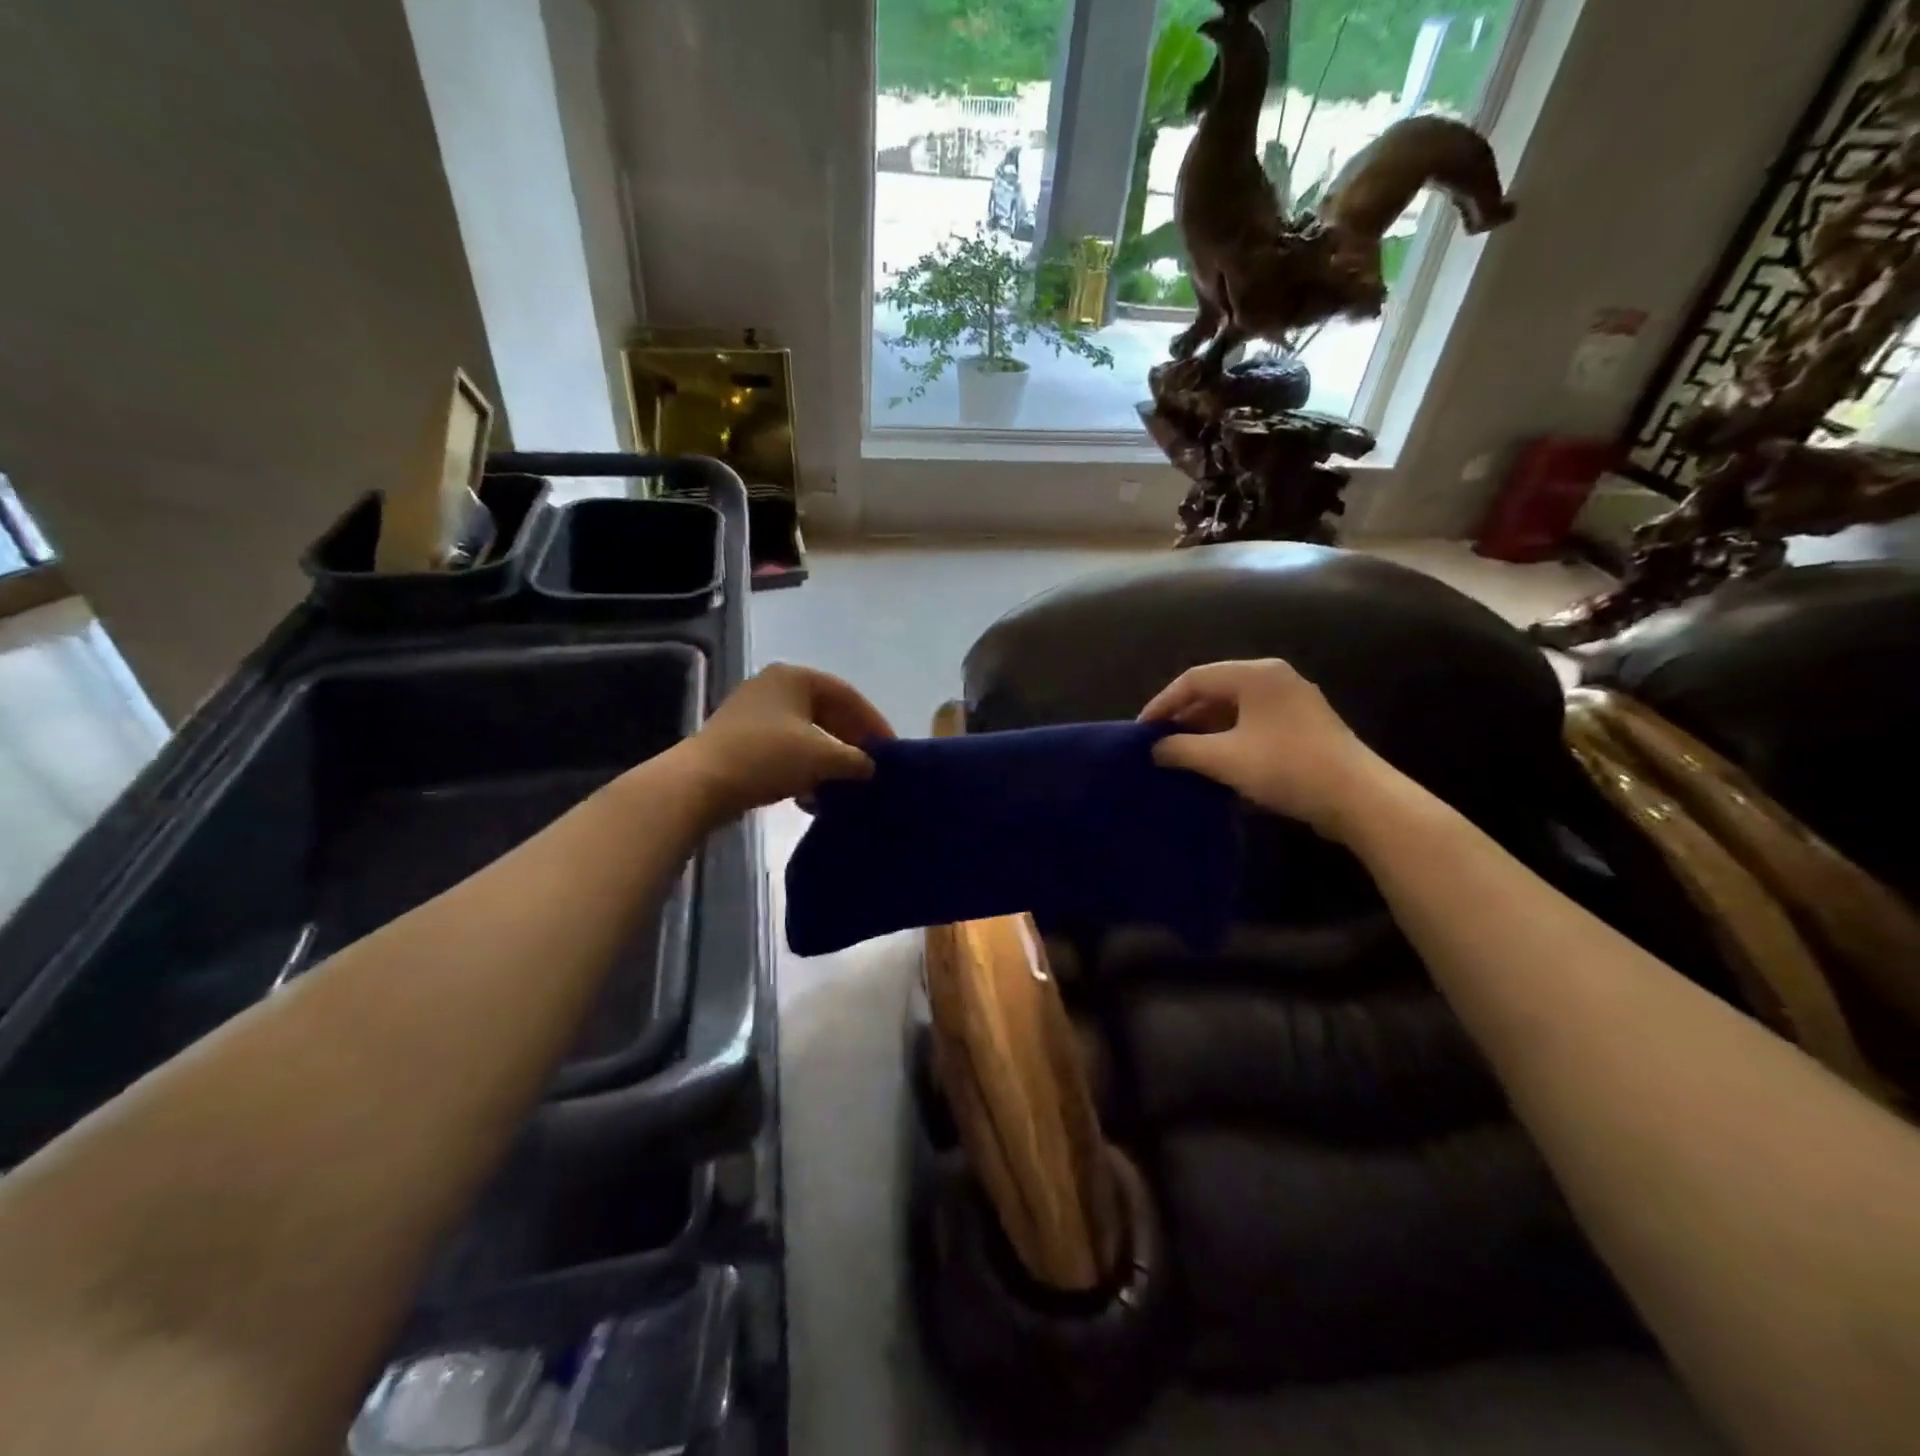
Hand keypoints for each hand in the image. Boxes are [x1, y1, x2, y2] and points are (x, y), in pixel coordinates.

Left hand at [678, 663, 893, 819]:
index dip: (873, 722)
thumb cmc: (767, 757)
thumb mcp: (822, 757)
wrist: (700, 784)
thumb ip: (856, 759)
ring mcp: (753, 713)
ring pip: (806, 734)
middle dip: (850, 743)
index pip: (847, 695)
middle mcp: (774, 687)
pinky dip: (804, 770)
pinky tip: (812, 798)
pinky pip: (785, 750)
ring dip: (828, 761)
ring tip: (845, 786)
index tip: (891, 749)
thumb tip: (871, 767)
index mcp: (795, 677)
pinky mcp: (740, 740)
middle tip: (870, 767)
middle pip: (826, 713)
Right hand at [1140, 659, 1385, 840]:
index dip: (1163, 703)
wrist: (1358, 798)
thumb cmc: (1285, 767)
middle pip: (1215, 689)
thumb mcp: (1224, 758)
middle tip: (1160, 742)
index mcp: (1255, 674)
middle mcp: (1275, 678)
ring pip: (1235, 707)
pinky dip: (1229, 736)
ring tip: (1182, 753)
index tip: (1141, 730)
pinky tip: (1217, 761)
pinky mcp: (1304, 725)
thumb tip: (1155, 748)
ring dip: (1206, 728)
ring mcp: (1293, 701)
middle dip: (1184, 715)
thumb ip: (1182, 748)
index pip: (1194, 678)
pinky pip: (1253, 722)